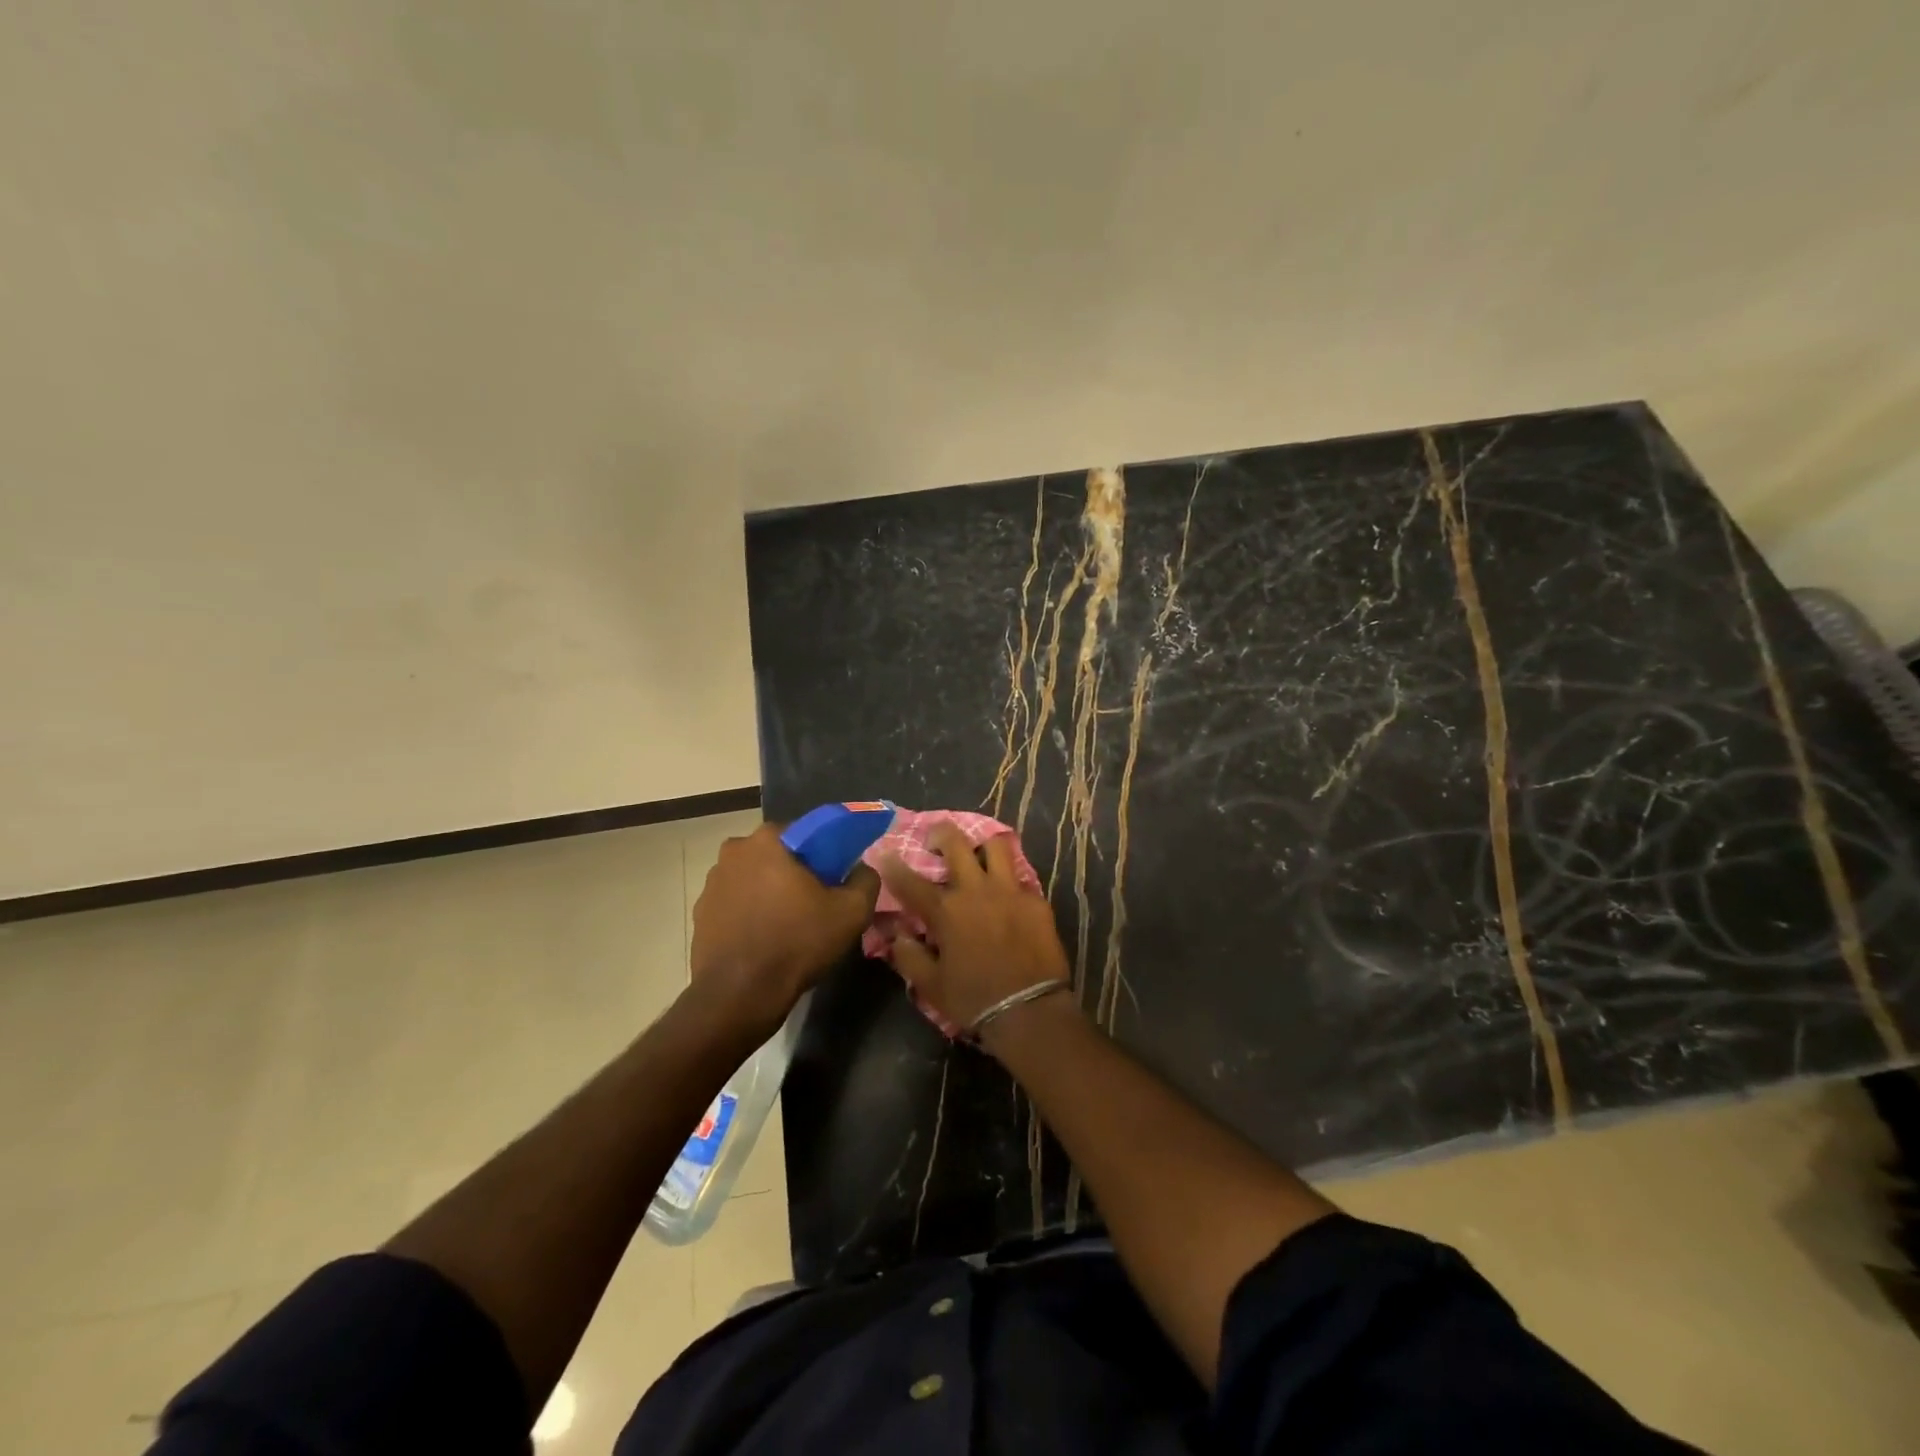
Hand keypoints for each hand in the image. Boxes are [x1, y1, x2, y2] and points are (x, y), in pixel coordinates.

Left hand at [690, 824, 879, 1032]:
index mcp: (768, 840)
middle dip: (794, 872)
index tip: (834, 878)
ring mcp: (712, 883)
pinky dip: (749, 914)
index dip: (823, 853)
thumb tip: (862, 869)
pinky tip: (764, 939)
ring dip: (769, 892)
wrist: (739, 995)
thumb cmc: (796, 943)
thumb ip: (865, 880)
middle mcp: (733, 851)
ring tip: (788, 924)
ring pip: (753, 878)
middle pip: (776, 855)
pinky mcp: (700, 913)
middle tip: (815, 902)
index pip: (805, 832)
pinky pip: (735, 903)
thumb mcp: (851, 912)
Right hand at [878, 823, 1072, 1041]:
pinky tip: (1007, 892)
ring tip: (977, 854)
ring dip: (981, 846)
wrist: (1029, 1010)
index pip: (910, 880)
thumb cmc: (974, 999)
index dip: (893, 865)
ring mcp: (1010, 890)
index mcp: (946, 910)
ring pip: (995, 846)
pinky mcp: (1036, 900)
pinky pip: (1020, 877)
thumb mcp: (930, 985)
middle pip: (956, 843)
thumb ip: (908, 955)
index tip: (885, 853)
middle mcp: (976, 890)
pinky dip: (1009, 879)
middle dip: (941, 833)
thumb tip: (898, 934)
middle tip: (936, 839)